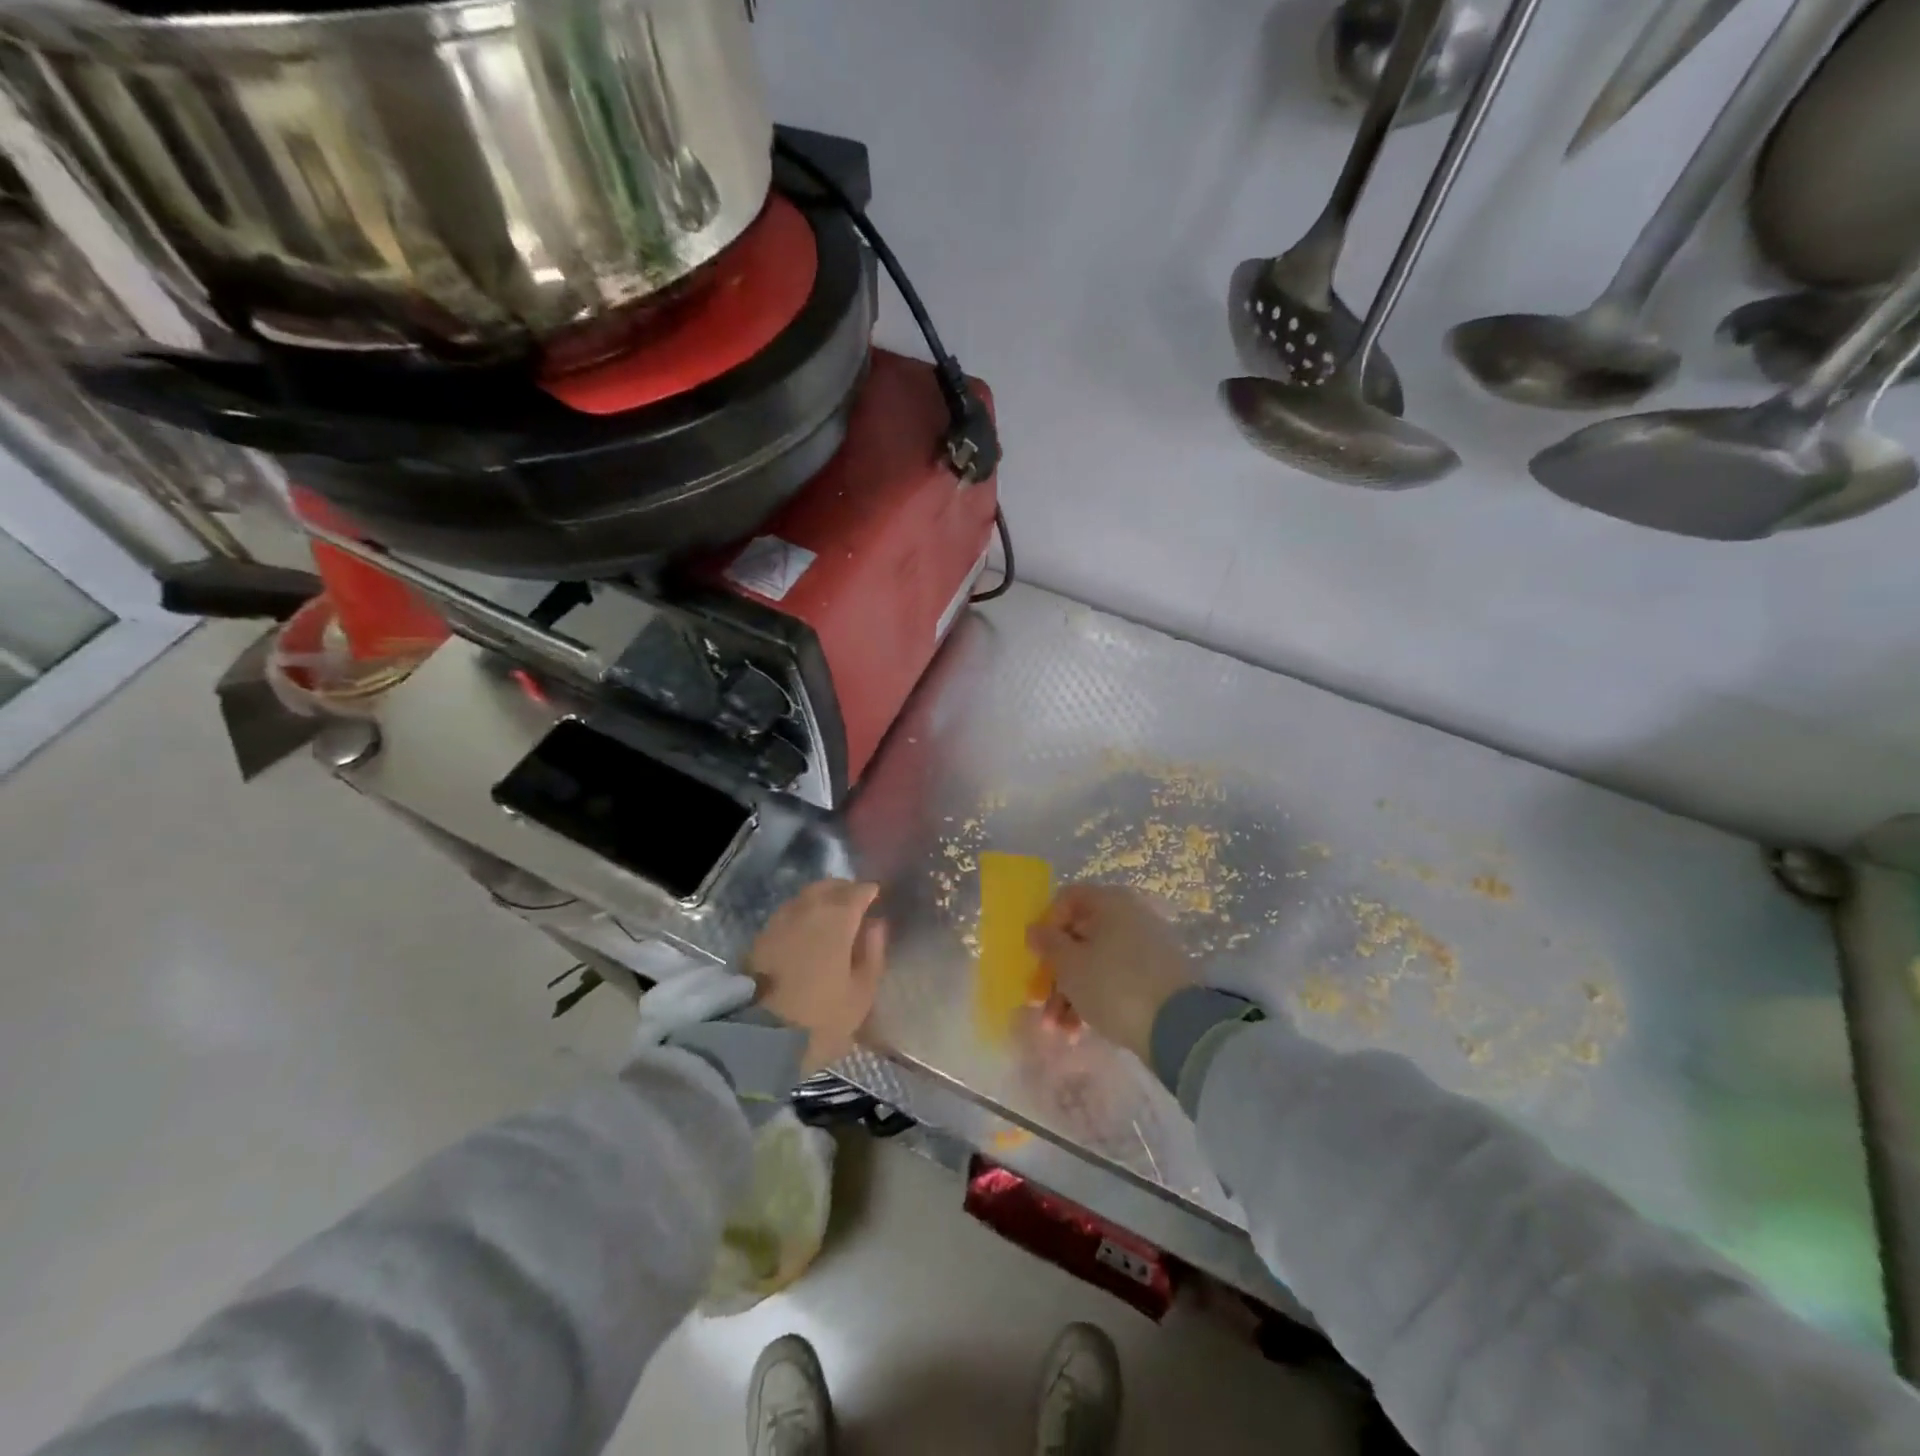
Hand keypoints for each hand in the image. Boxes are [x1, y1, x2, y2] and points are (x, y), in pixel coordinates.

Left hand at [748, 879, 886, 1070]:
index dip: (870, 893)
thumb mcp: (861, 993)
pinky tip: (807, 933)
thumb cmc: (821, 1018)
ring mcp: (779, 921)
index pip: (858, 891)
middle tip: (856, 905)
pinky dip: (802, 915)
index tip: (877, 899)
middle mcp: (807, 909)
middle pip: (829, 886)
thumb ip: (873, 953)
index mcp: (837, 918)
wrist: (758, 1038)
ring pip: (805, 897)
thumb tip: (876, 925)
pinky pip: (788, 914)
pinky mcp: (759, 937)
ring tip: (831, 919)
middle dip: (845, 890)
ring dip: (821, 900)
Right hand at [1027, 885, 1193, 1061]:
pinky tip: (1079, 1032)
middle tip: (1039, 1002)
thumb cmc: (1113, 984)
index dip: (1046, 925)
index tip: (1037, 955)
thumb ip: (1048, 943)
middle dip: (1055, 973)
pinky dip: (1094, 1000)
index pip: (1067, 899)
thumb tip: (1035, 928)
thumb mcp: (1070, 965)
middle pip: (1079, 936)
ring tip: (1058, 1031)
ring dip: (1069, 995)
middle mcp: (1128, 917)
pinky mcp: (1155, 977)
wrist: (1179, 1026)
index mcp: (1109, 902)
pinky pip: (1114, 980)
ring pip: (1095, 963)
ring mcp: (1144, 947)